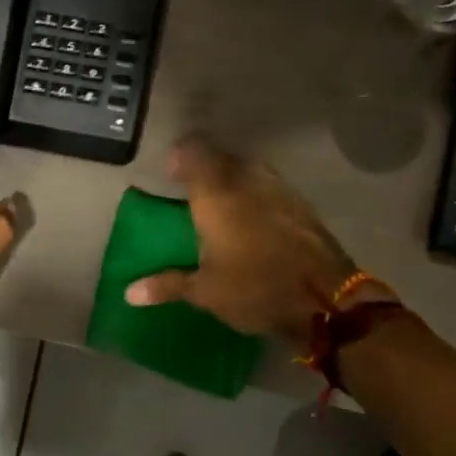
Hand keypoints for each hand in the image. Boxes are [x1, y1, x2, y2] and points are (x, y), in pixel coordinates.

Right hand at [124, 137, 354, 344]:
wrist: (326, 302)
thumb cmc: (255, 290)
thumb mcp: (205, 292)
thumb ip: (167, 285)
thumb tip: (129, 292)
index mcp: (217, 196)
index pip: (194, 154)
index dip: (181, 156)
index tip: (171, 170)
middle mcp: (246, 183)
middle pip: (223, 157)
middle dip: (206, 165)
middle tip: (192, 185)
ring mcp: (279, 191)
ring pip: (250, 168)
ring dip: (234, 175)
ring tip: (222, 197)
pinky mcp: (301, 205)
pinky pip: (271, 185)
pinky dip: (257, 191)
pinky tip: (254, 213)